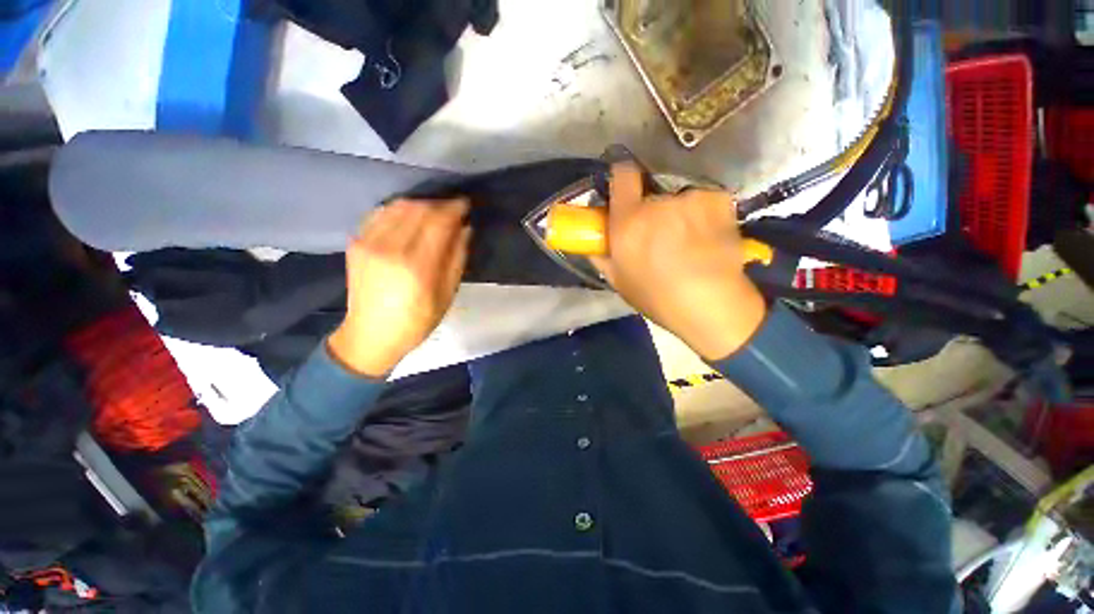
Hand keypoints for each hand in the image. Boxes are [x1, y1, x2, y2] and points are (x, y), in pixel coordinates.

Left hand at [328, 199, 470, 376]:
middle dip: (440, 204)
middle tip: (454, 209)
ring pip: (398, 206)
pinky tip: (411, 216)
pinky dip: (400, 209)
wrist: (371, 334)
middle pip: (418, 209)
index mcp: (417, 266)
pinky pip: (381, 213)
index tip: (466, 204)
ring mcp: (368, 242)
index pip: (438, 222)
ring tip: (435, 212)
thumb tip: (465, 228)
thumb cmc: (417, 320)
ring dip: (421, 203)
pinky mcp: (356, 242)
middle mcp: (390, 248)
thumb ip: (457, 258)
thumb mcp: (448, 294)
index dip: (454, 209)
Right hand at [592, 164, 766, 359]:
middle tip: (660, 235)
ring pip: (679, 200)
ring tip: (689, 242)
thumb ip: (601, 255)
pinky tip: (708, 237)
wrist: (710, 306)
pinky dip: (704, 214)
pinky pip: (704, 201)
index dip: (622, 174)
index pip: (623, 175)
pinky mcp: (718, 201)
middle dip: (652, 210)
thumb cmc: (656, 297)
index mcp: (628, 222)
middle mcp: (657, 204)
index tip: (625, 185)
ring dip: (680, 214)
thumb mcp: (618, 280)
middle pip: (651, 194)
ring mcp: (690, 200)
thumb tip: (592, 240)